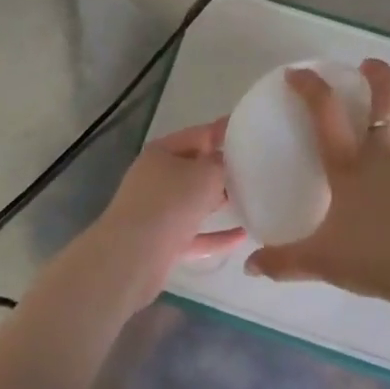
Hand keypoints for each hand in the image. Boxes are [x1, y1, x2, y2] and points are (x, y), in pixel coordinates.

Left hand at [86, 119, 242, 303]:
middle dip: (223, 169)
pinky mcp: (163, 241)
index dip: (224, 132)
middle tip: (255, 170)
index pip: (199, 135)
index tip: (250, 132)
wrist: (134, 256)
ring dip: (219, 201)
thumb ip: (222, 164)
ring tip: (251, 200)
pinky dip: (217, 234)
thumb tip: (225, 163)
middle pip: (195, 169)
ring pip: (194, 202)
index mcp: (162, 152)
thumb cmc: (171, 202)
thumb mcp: (206, 173)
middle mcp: (156, 178)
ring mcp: (158, 211)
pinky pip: (196, 234)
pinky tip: (242, 236)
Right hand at [244, 59, 389, 310]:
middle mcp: (386, 156)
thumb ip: (284, 262)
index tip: (298, 73)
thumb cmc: (376, 257)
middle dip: (379, 76)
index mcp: (350, 165)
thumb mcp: (321, 261)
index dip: (310, 87)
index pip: (325, 112)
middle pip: (387, 100)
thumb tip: (250, 266)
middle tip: (369, 66)